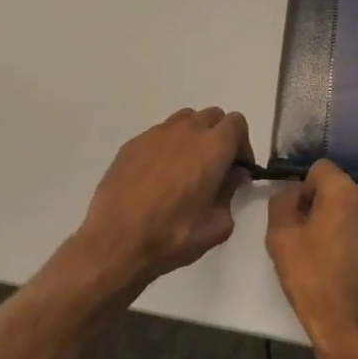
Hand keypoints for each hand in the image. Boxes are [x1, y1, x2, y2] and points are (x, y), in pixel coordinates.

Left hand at [70, 107, 253, 299]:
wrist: (115, 241)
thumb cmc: (172, 235)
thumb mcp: (216, 226)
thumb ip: (231, 194)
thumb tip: (232, 177)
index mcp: (213, 147)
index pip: (237, 124)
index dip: (242, 144)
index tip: (237, 169)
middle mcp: (187, 130)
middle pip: (212, 117)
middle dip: (218, 136)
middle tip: (214, 167)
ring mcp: (157, 133)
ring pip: (184, 121)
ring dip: (192, 136)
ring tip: (185, 168)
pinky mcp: (133, 143)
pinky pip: (158, 135)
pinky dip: (166, 147)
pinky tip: (156, 177)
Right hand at [266, 160, 357, 358]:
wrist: (357, 334)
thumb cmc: (314, 285)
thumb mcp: (280, 241)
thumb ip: (284, 202)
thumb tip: (295, 192)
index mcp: (343, 192)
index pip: (321, 171)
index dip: (308, 193)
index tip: (305, 222)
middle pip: (346, 192)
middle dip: (334, 210)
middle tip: (324, 245)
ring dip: (357, 225)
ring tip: (348, 261)